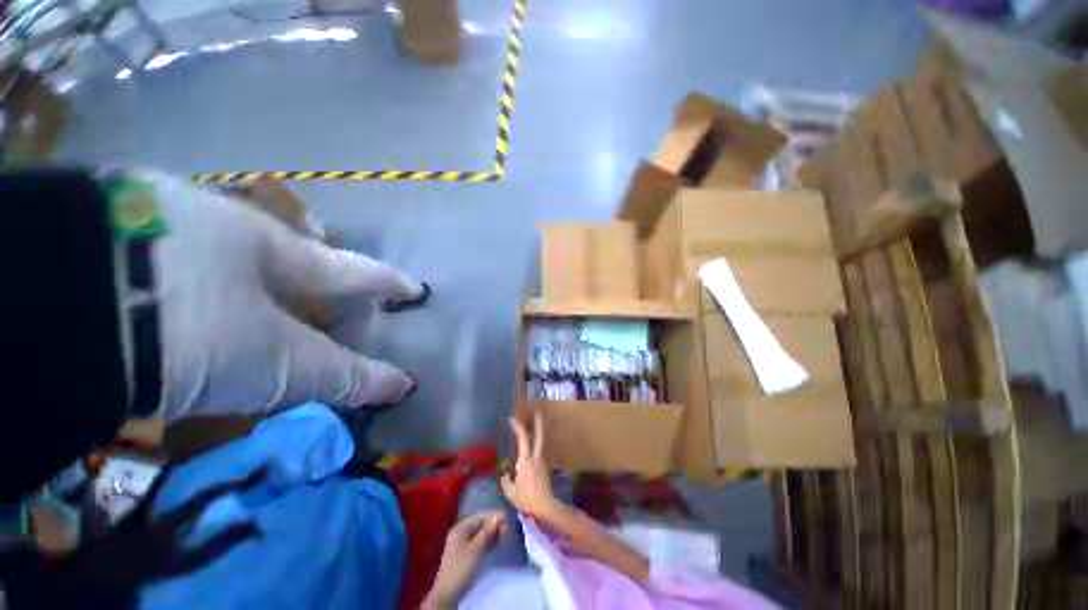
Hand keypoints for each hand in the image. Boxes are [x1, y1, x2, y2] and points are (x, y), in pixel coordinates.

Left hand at [426, 512, 506, 607]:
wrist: (448, 593)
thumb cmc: (461, 567)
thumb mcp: (475, 549)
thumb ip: (486, 532)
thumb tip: (498, 516)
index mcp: (460, 529)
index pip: (479, 517)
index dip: (492, 516)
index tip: (506, 518)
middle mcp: (462, 534)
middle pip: (480, 525)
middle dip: (494, 525)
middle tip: (507, 528)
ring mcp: (464, 545)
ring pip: (481, 534)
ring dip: (493, 533)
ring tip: (505, 534)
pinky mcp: (468, 555)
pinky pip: (480, 543)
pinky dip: (489, 541)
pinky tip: (498, 542)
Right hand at [499, 413, 558, 518]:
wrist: (545, 506)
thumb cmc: (526, 499)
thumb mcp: (510, 492)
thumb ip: (506, 480)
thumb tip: (505, 473)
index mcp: (526, 460)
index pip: (522, 438)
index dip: (518, 426)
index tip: (511, 419)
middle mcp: (536, 457)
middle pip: (539, 436)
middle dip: (538, 423)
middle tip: (536, 411)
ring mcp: (542, 461)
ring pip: (541, 442)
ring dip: (538, 432)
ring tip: (534, 425)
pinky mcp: (545, 467)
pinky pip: (540, 451)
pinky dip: (537, 444)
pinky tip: (533, 446)